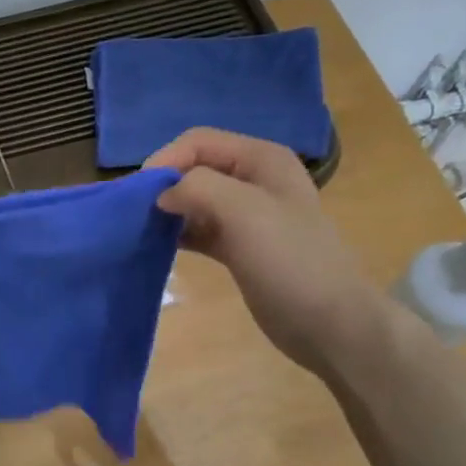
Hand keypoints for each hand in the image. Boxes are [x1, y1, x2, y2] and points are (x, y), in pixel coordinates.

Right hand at [144, 128, 389, 373]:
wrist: (329, 322)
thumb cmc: (289, 261)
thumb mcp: (244, 211)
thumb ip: (198, 188)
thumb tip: (162, 194)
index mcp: (261, 159)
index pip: (198, 142)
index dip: (165, 160)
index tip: (138, 194)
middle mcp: (254, 180)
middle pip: (195, 168)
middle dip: (164, 185)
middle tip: (136, 214)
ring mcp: (247, 216)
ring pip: (194, 200)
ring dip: (168, 210)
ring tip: (142, 230)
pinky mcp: (239, 247)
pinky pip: (199, 229)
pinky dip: (178, 233)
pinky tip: (159, 246)